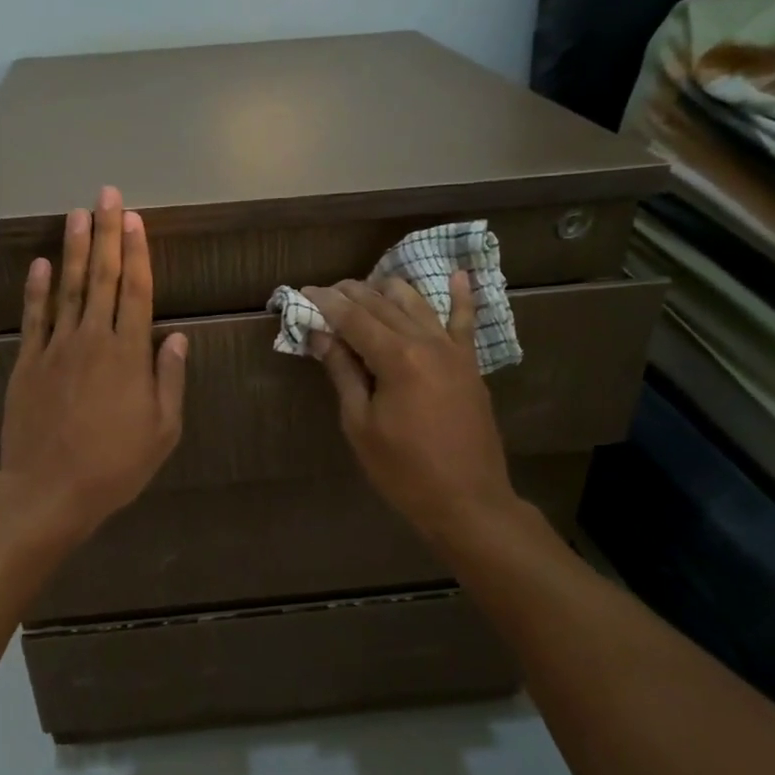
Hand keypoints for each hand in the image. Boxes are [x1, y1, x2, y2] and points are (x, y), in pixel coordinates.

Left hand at [0, 186, 187, 536]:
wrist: (49, 490)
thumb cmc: (115, 465)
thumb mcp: (162, 430)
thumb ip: (169, 380)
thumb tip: (176, 338)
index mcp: (129, 354)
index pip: (137, 290)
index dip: (138, 251)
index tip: (135, 219)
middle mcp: (93, 339)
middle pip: (103, 277)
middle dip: (107, 233)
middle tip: (107, 195)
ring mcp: (56, 348)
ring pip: (67, 288)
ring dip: (74, 249)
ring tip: (77, 214)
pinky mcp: (27, 363)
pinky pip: (34, 318)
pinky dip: (36, 289)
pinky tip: (39, 264)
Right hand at [301, 272, 516, 546]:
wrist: (467, 500)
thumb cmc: (404, 470)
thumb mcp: (360, 424)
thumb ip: (343, 373)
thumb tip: (321, 335)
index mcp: (396, 358)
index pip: (353, 317)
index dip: (326, 303)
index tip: (304, 292)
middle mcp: (427, 342)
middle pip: (383, 304)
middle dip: (352, 293)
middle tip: (326, 292)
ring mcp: (453, 351)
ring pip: (418, 304)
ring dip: (390, 290)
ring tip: (366, 287)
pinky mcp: (470, 364)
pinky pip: (465, 322)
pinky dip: (461, 296)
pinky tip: (458, 274)